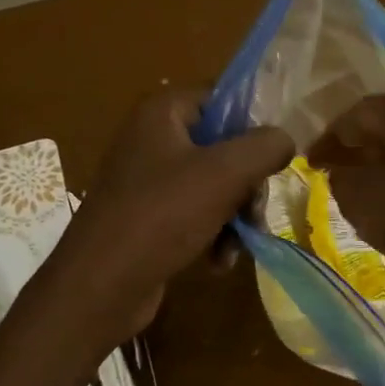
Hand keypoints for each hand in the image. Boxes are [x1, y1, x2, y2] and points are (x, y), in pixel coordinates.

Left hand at [30, 88, 293, 352]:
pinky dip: (214, 234)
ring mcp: (149, 180)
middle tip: (255, 212)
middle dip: (247, 184)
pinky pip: (196, 213)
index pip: (223, 98)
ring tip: (238, 246)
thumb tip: (285, 141)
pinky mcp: (149, 217)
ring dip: (235, 216)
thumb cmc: (161, 216)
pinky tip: (219, 262)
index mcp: (163, 113)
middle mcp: (153, 138)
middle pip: (224, 146)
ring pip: (215, 184)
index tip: (275, 157)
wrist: (98, 287)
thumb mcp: (224, 173)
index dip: (254, 124)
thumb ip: (265, 147)